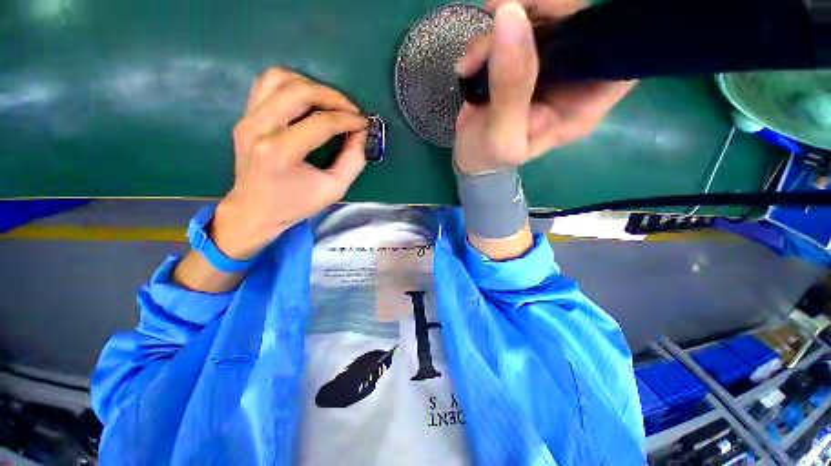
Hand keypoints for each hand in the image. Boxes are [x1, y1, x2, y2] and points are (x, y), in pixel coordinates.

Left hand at [211, 68, 367, 258]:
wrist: (255, 210)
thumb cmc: (296, 204)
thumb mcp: (334, 189)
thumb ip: (353, 161)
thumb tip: (360, 134)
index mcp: (280, 152)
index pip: (320, 123)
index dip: (347, 119)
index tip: (364, 123)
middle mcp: (259, 128)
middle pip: (299, 91)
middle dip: (333, 96)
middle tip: (351, 110)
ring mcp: (247, 119)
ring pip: (280, 78)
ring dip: (311, 85)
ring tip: (331, 102)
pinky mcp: (245, 116)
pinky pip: (267, 84)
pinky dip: (292, 84)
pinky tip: (309, 99)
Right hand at [453, 0, 634, 173]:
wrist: (469, 155)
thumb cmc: (490, 157)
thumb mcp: (502, 136)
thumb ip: (511, 88)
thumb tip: (510, 16)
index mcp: (584, 103)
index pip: (619, 55)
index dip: (604, 27)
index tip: (564, 17)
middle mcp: (574, 77)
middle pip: (583, 22)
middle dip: (547, 10)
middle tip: (505, 14)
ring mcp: (550, 63)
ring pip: (549, 16)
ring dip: (510, 21)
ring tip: (475, 56)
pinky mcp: (525, 56)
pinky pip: (518, 24)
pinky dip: (491, 34)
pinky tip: (471, 59)